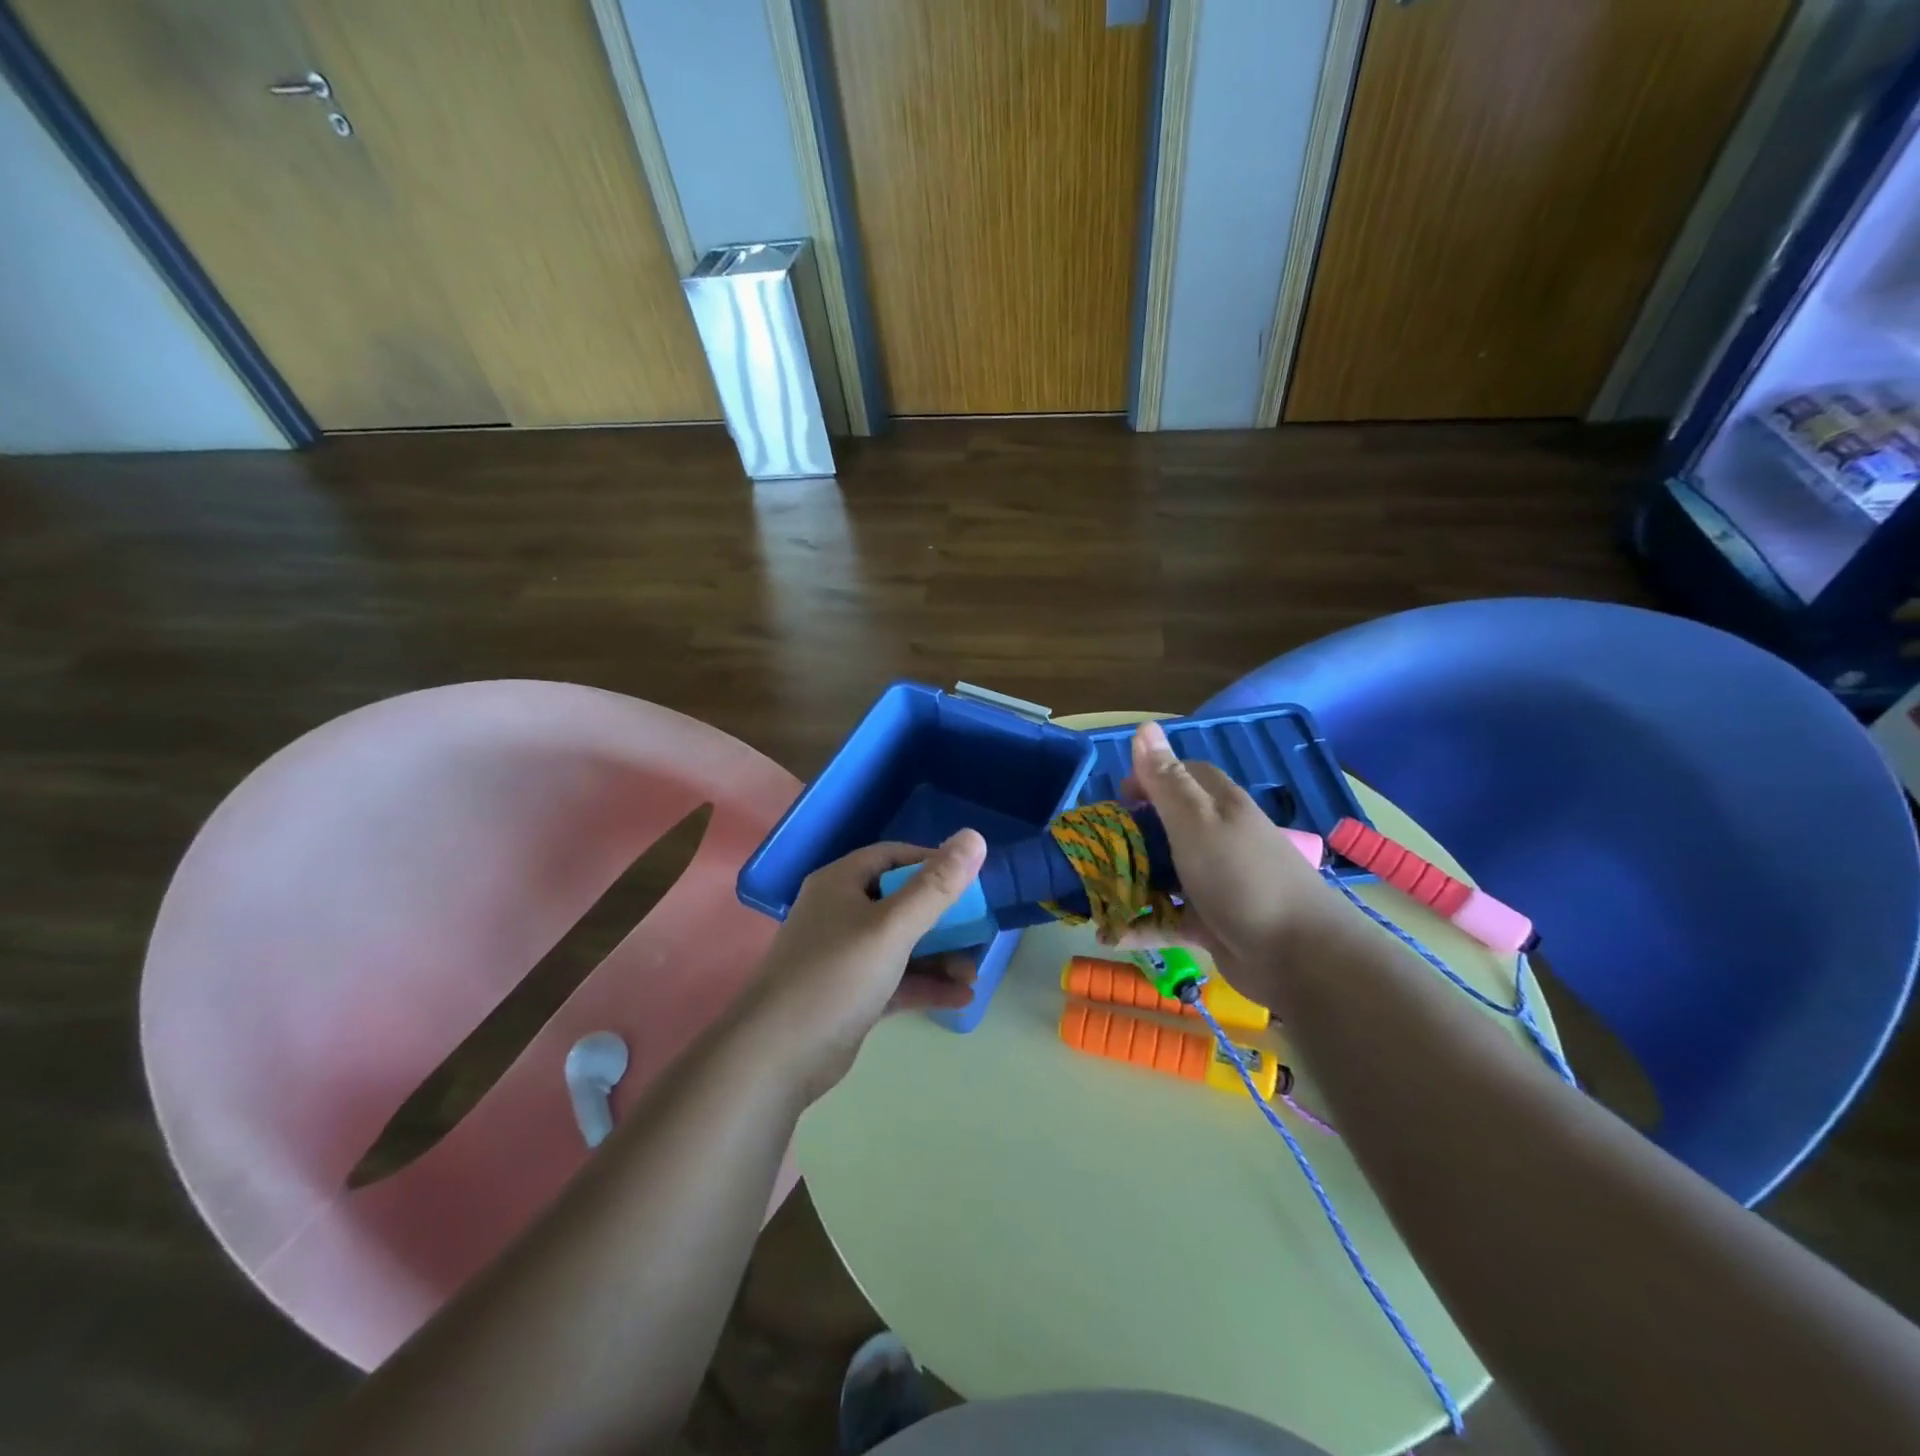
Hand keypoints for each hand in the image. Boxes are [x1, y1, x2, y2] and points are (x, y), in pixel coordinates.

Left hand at [736, 830, 987, 1102]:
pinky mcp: (851, 995)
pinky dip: (925, 985)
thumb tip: (974, 837)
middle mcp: (841, 913)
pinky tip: (961, 998)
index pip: (894, 857)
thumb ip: (936, 886)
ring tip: (974, 973)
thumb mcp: (892, 927)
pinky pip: (896, 979)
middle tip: (980, 931)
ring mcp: (844, 956)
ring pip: (901, 944)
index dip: (933, 863)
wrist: (776, 1058)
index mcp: (841, 883)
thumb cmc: (836, 977)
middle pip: (901, 902)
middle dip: (944, 918)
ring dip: (939, 956)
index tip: (971, 879)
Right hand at [1118, 720, 1349, 1006]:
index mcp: (1219, 807)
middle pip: (1168, 826)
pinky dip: (1140, 927)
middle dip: (1131, 834)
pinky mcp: (1211, 923)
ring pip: (1163, 874)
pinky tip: (1109, 936)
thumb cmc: (1240, 877)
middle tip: (1096, 847)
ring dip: (1129, 883)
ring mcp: (1215, 883)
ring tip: (1092, 893)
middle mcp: (1218, 839)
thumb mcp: (1195, 821)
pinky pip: (1167, 919)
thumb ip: (1166, 779)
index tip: (1117, 797)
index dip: (1149, 777)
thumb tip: (1144, 727)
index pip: (1184, 776)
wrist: (1298, 956)